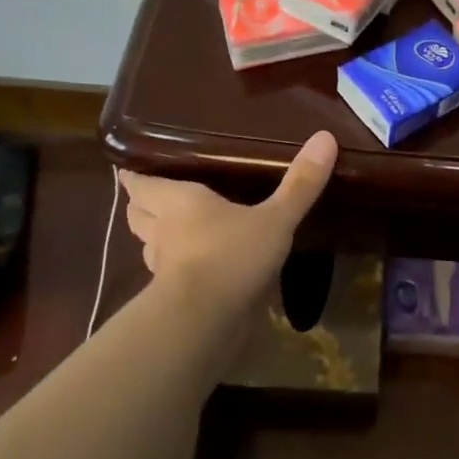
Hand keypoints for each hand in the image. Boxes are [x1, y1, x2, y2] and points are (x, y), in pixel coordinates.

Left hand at [119, 132, 337, 319]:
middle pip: (136, 214)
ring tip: (178, 233)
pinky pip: (170, 279)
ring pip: (149, 248)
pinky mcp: (173, 300)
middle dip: (141, 205)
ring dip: (157, 240)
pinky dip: (178, 273)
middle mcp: (163, 231)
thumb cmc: (232, 255)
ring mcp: (164, 269)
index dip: (136, 176)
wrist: (205, 322)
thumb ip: (299, 184)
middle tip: (157, 198)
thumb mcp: (275, 218)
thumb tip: (325, 137)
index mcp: (178, 201)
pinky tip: (201, 271)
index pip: (140, 183)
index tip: (134, 169)